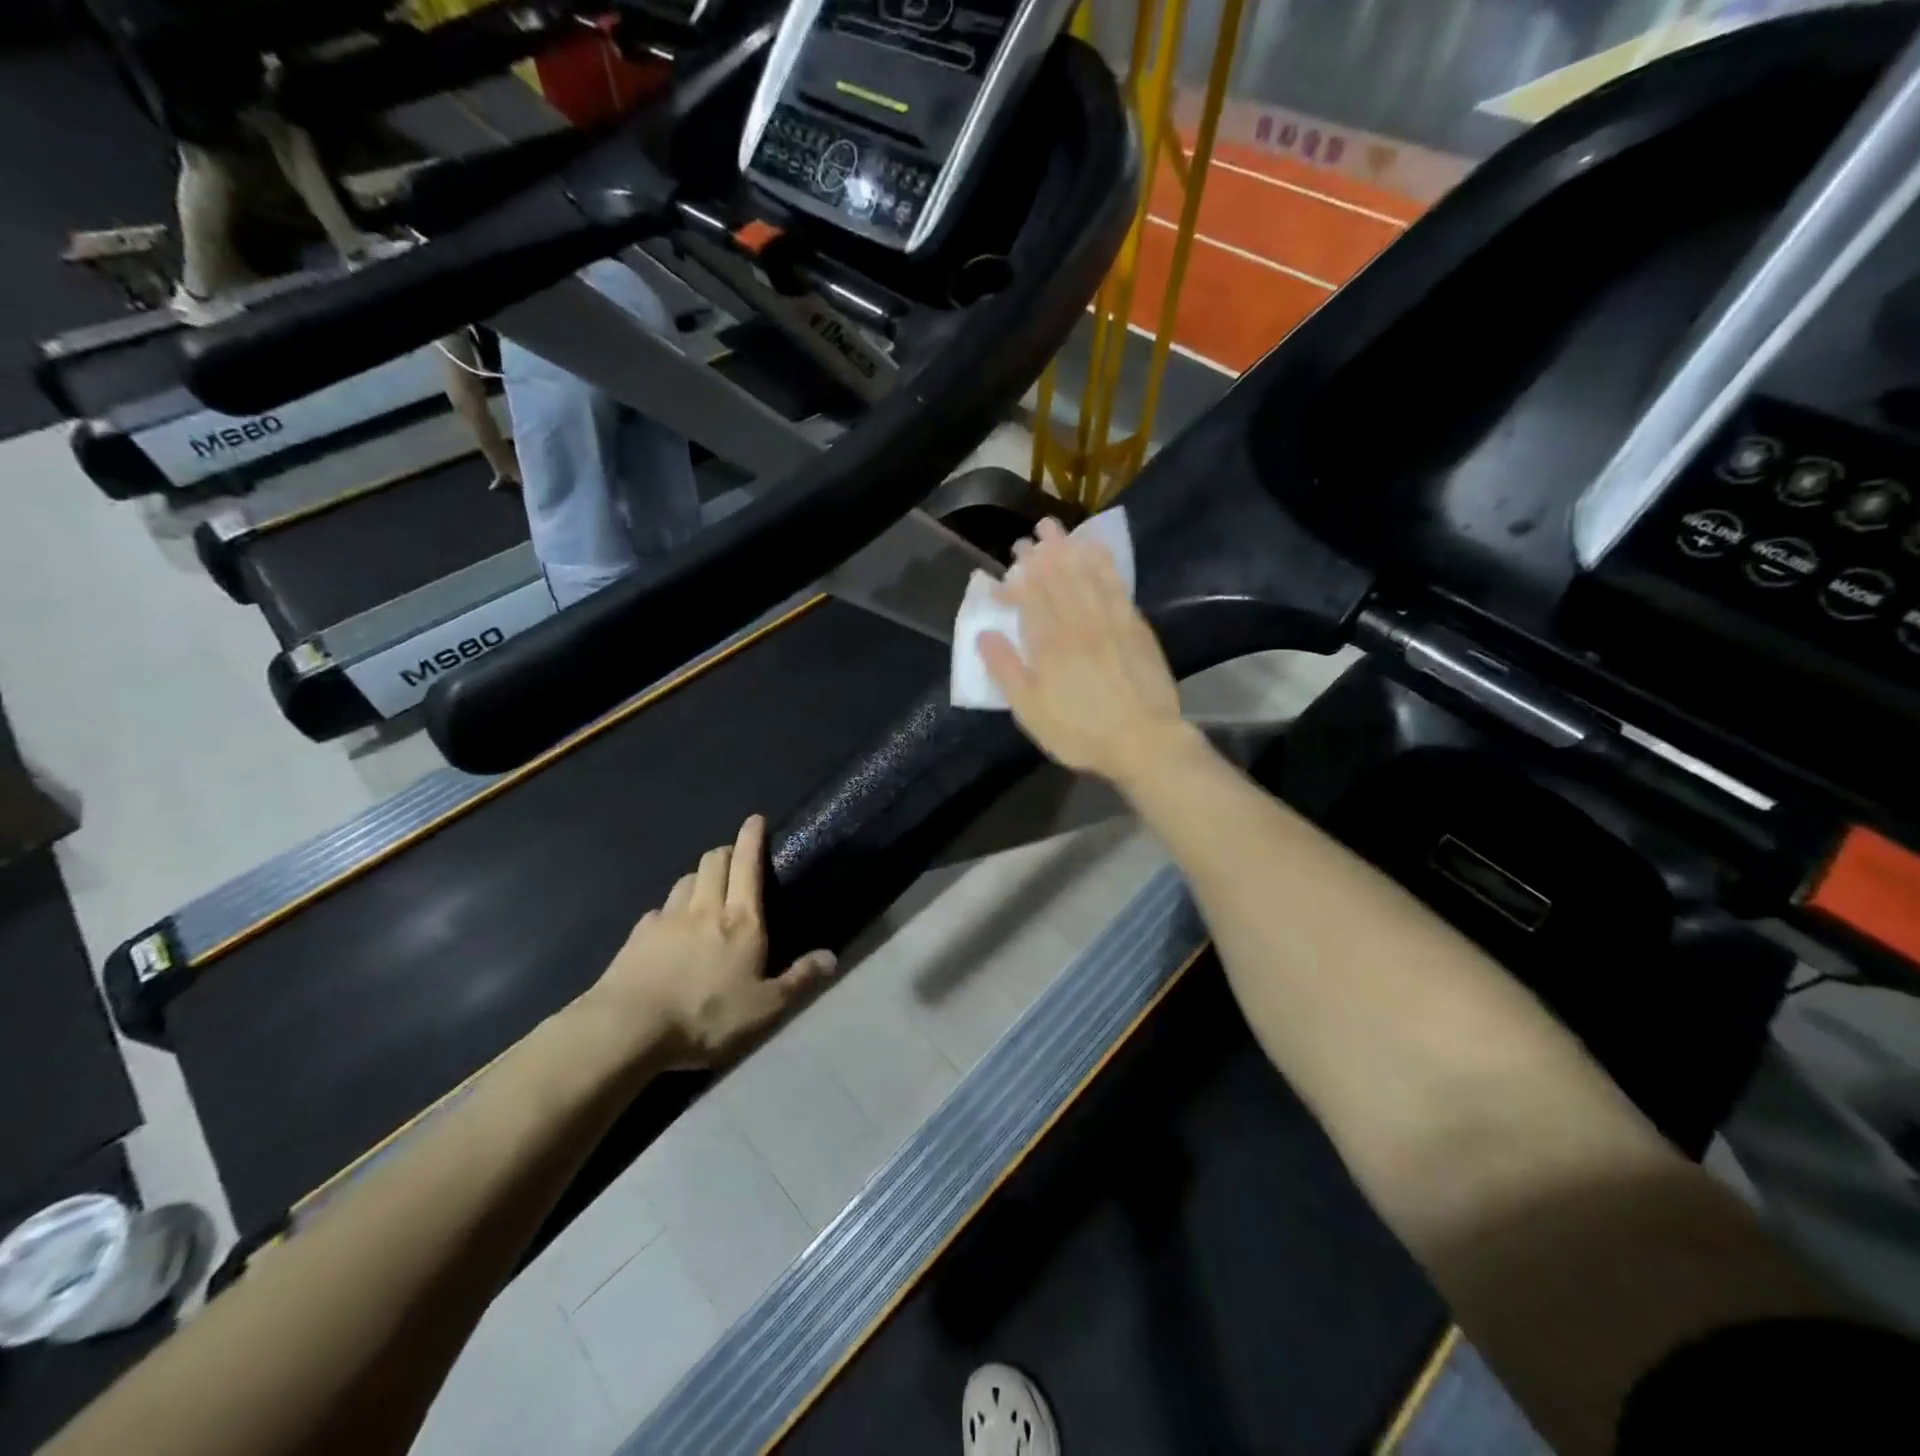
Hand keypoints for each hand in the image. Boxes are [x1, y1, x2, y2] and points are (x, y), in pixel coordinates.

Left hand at [589, 816, 836, 1068]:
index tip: (756, 819)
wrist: (628, 1028)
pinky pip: (660, 909)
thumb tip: (831, 957)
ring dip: (700, 877)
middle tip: (736, 861)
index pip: (747, 865)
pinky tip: (671, 928)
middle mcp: (705, 908)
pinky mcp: (638, 935)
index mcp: (741, 921)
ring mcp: (667, 918)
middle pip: (714, 861)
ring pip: (686, 880)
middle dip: (726, 852)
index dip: (752, 838)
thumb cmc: (706, 1016)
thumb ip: (799, 980)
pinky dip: (671, 909)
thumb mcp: (764, 1009)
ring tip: (706, 892)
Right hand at [980, 517, 1191, 785]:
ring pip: (1086, 574)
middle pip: (1057, 579)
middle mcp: (1079, 623)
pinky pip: (1116, 584)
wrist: (1144, 741)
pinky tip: (1097, 552)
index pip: (1029, 600)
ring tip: (1056, 529)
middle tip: (1028, 537)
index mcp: (1050, 644)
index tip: (1002, 576)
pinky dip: (1104, 564)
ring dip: (1069, 549)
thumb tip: (984, 635)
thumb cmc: (1080, 733)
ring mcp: (1111, 620)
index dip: (1015, 584)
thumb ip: (1006, 671)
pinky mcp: (1136, 626)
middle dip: (1040, 556)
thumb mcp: (1031, 712)